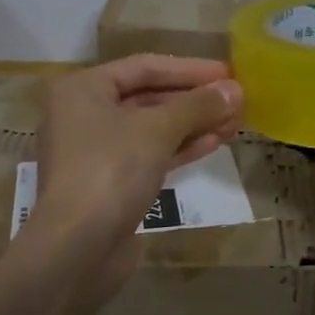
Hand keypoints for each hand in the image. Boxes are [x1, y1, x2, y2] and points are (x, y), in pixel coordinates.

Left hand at [29, 55, 243, 286]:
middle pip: (148, 97)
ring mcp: (95, 152)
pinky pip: (149, 155)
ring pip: (151, 129)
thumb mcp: (158, 129)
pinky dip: (179, 148)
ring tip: (233, 122)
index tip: (228, 73)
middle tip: (236, 100)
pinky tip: (213, 144)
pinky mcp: (110, 183)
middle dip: (194, 100)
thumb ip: (198, 105)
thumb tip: (235, 90)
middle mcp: (83, 115)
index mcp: (82, 89)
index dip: (189, 69)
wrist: (78, 247)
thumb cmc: (112, 170)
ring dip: (192, 124)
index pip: (144, 66)